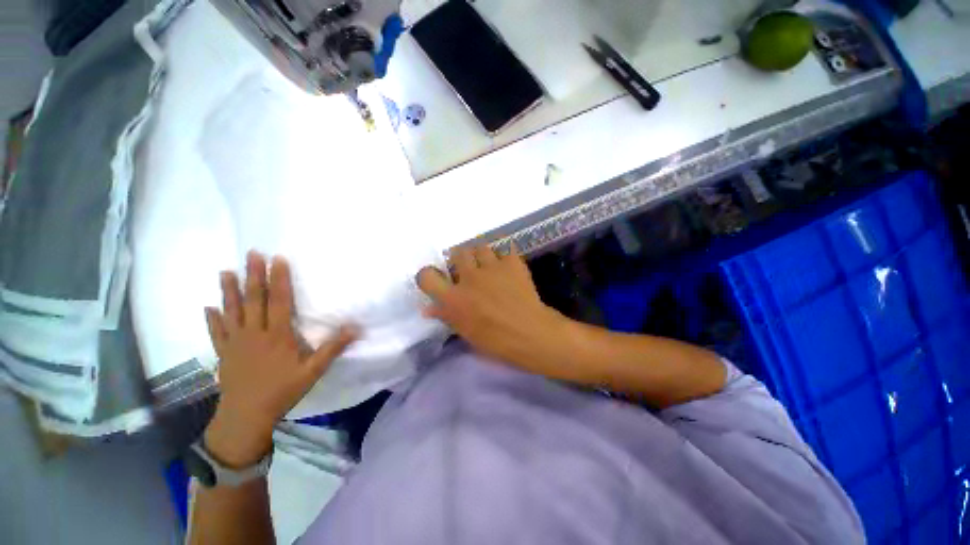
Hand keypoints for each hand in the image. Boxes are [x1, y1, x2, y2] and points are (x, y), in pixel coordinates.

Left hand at [203, 251, 357, 466]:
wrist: (246, 416)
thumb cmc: (282, 391)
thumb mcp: (313, 371)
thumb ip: (333, 348)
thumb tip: (355, 329)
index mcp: (277, 335)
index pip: (279, 301)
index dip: (279, 279)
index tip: (278, 259)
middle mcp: (254, 333)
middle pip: (254, 300)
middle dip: (254, 275)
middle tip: (251, 254)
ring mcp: (235, 342)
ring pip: (232, 311)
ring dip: (229, 290)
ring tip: (225, 271)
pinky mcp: (224, 353)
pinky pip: (216, 332)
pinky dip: (212, 319)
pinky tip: (209, 307)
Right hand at [416, 245, 571, 378]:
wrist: (531, 334)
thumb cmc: (497, 341)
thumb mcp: (467, 333)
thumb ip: (447, 316)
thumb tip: (429, 308)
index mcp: (454, 298)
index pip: (427, 276)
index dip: (428, 274)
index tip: (437, 277)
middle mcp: (469, 277)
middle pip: (458, 252)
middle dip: (461, 259)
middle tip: (469, 269)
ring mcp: (491, 267)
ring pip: (480, 247)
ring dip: (482, 256)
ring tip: (490, 266)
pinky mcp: (512, 263)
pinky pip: (505, 251)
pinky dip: (506, 259)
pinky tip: (510, 270)